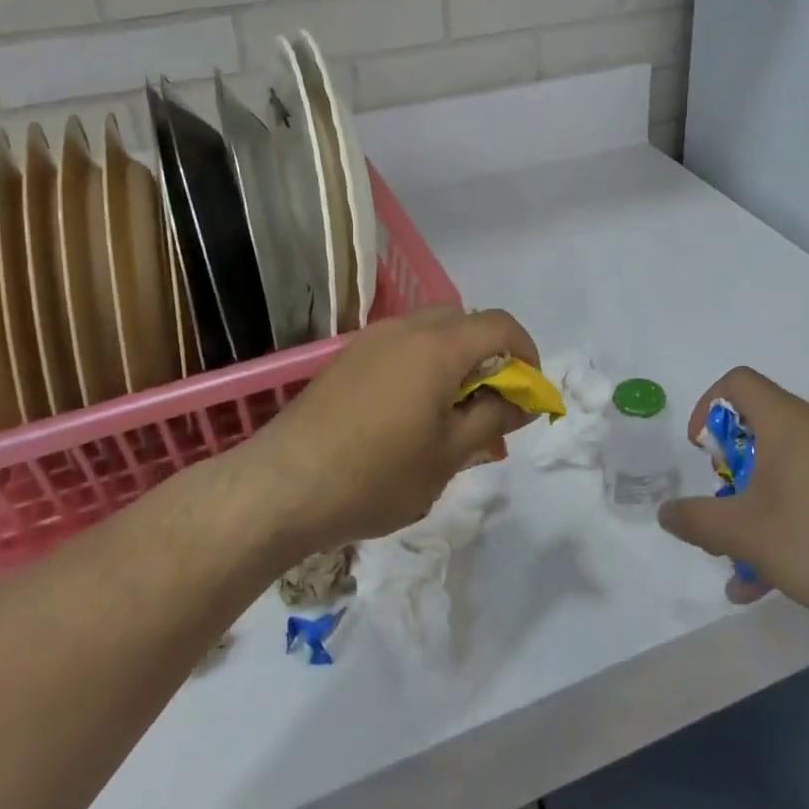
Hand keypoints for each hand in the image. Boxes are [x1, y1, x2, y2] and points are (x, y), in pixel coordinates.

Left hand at [240, 306, 539, 557]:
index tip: (527, 393)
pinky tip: (408, 413)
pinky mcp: (346, 359)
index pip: (500, 326)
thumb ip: (493, 418)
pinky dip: (421, 364)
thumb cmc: (376, 475)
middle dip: (489, 354)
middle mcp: (404, 329)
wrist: (280, 487)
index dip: (526, 353)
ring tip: (449, 411)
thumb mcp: (448, 455)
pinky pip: (400, 346)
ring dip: (453, 358)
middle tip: (489, 402)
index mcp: (437, 347)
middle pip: (464, 320)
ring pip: (430, 331)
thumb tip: (523, 399)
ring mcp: (370, 340)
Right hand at [657, 367, 808, 626]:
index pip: (738, 383)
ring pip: (782, 470)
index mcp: (787, 422)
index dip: (708, 406)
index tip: (701, 450)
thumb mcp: (746, 533)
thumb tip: (665, 513)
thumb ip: (698, 521)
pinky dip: (783, 521)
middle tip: (722, 506)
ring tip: (738, 559)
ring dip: (753, 506)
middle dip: (729, 471)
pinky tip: (768, 581)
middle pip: (758, 429)